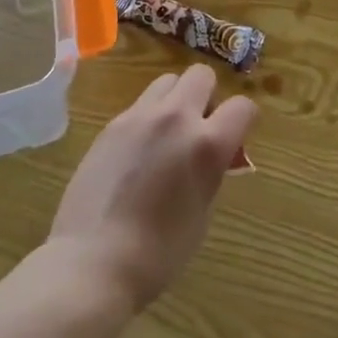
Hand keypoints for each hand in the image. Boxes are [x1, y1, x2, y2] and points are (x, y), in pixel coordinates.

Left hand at [47, 64, 257, 311]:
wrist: (93, 262)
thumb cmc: (158, 253)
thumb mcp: (201, 214)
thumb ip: (212, 172)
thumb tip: (215, 157)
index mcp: (207, 144)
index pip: (242, 107)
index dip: (244, 120)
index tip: (236, 137)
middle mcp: (176, 118)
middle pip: (202, 75)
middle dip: (208, 96)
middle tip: (200, 128)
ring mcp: (140, 116)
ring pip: (168, 81)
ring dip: (176, 99)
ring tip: (167, 134)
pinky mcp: (112, 124)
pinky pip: (140, 105)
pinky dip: (148, 117)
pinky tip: (137, 152)